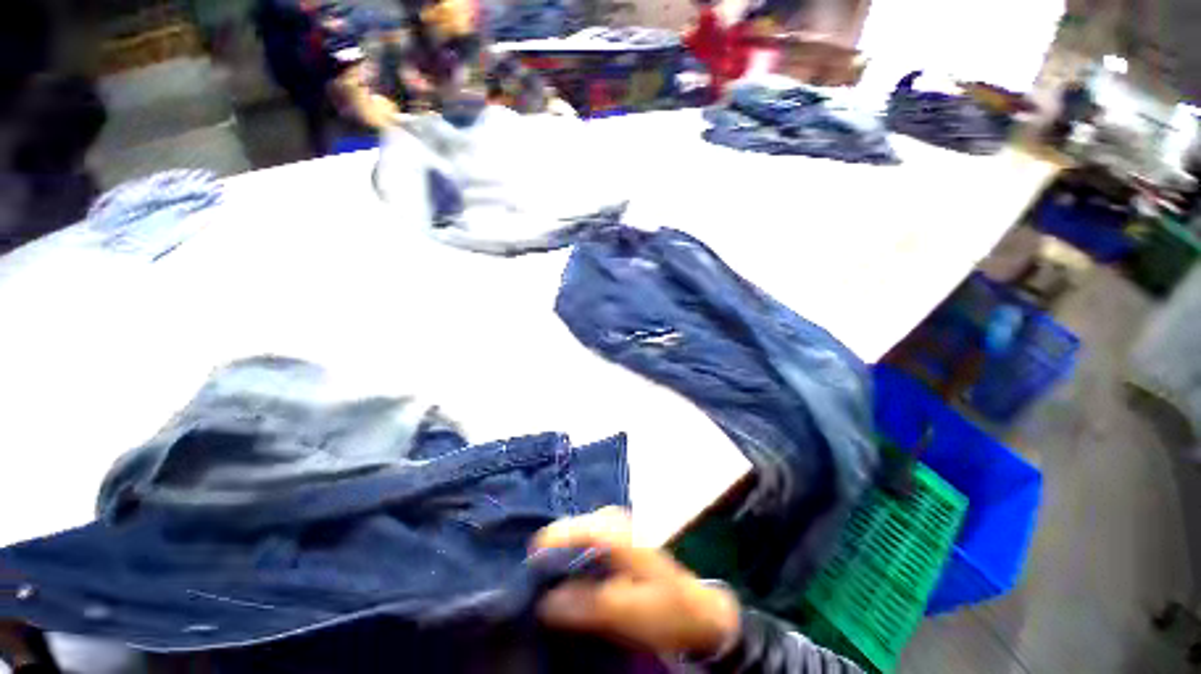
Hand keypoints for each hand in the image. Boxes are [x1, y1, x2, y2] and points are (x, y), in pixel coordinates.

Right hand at [531, 507, 740, 656]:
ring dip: (561, 551)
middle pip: (573, 527)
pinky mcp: (618, 537)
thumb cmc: (664, 609)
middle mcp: (614, 520)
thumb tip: (545, 600)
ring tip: (543, 572)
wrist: (697, 609)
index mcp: (616, 532)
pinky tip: (567, 569)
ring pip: (579, 532)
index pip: (574, 529)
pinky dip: (573, 552)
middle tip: (532, 572)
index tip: (527, 559)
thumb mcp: (626, 612)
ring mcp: (617, 526)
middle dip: (552, 548)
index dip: (550, 542)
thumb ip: (586, 603)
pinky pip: (586, 538)